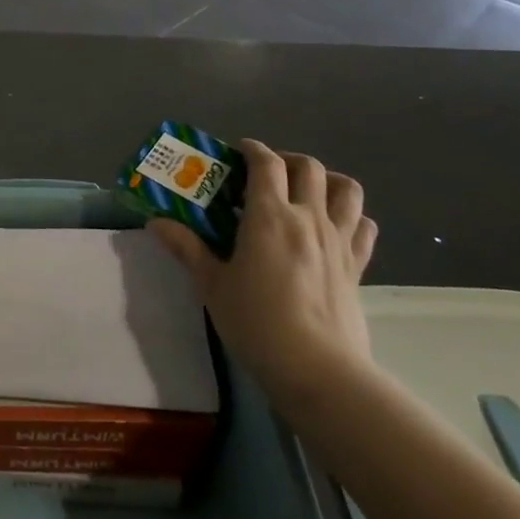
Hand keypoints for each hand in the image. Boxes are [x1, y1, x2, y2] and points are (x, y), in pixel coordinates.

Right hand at [150, 140, 376, 408]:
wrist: (317, 368)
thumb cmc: (257, 322)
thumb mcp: (213, 285)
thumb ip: (187, 248)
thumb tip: (155, 223)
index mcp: (270, 216)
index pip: (266, 163)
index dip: (252, 149)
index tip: (238, 152)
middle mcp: (308, 217)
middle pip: (307, 166)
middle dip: (286, 160)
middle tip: (266, 174)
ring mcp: (338, 240)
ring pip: (345, 189)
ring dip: (326, 180)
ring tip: (306, 192)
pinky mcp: (357, 265)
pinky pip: (364, 226)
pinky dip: (352, 216)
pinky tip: (335, 228)